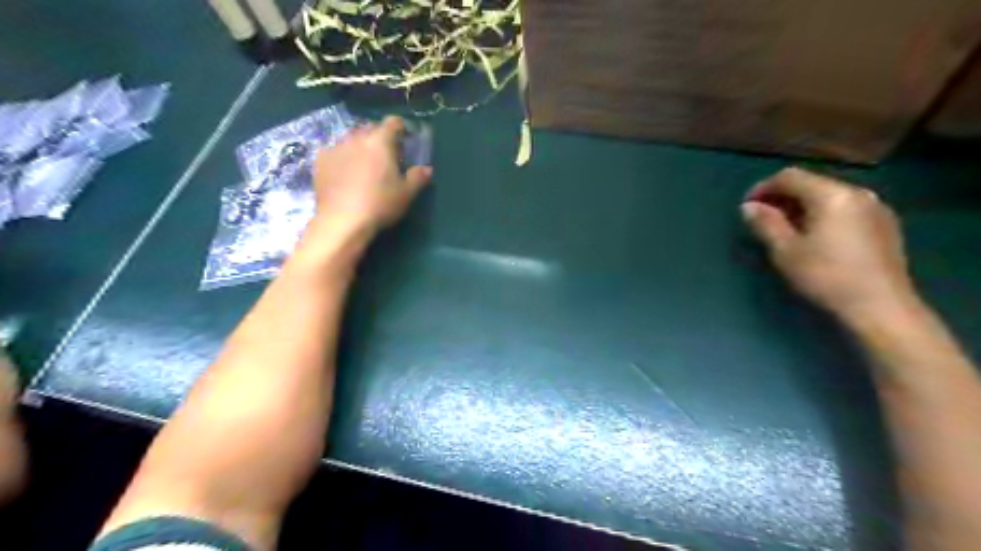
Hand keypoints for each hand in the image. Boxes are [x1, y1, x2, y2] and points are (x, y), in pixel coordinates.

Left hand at [315, 116, 431, 237]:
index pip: (392, 122)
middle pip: (370, 128)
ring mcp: (336, 147)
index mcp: (380, 142)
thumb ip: (418, 177)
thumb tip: (427, 169)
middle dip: (379, 136)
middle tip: (385, 153)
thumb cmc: (380, 204)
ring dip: (359, 145)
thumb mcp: (406, 194)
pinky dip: (342, 157)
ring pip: (350, 138)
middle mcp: (357, 138)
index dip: (400, 127)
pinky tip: (344, 172)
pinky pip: (334, 151)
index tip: (405, 136)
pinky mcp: (320, 160)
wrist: (342, 220)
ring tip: (363, 162)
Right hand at [744, 167, 919, 322]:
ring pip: (829, 196)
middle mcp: (857, 192)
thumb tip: (749, 207)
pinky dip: (822, 214)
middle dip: (783, 197)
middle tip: (763, 218)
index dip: (763, 188)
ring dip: (802, 206)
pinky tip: (814, 236)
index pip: (790, 177)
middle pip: (811, 183)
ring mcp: (875, 207)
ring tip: (785, 228)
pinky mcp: (884, 224)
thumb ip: (766, 223)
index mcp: (831, 195)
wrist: (881, 306)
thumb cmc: (826, 276)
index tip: (747, 207)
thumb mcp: (785, 251)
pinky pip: (845, 208)